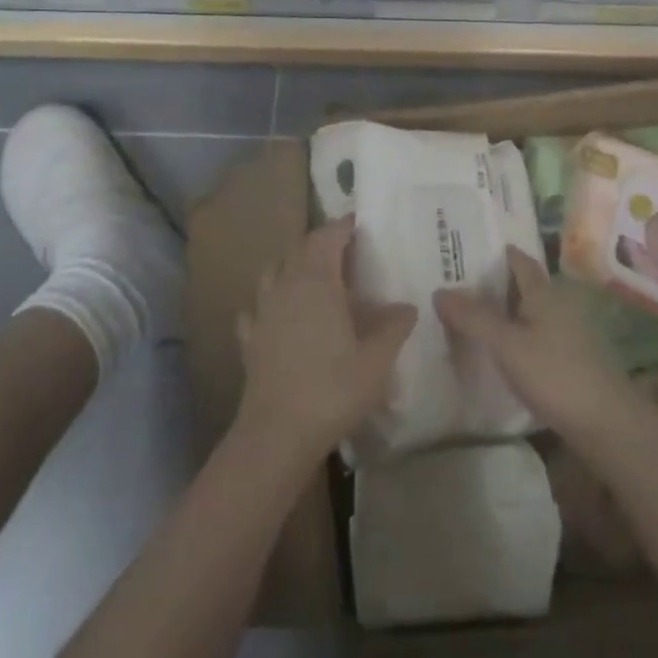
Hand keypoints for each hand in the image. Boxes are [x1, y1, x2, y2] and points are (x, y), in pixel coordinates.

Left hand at [235, 216, 417, 459]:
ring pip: (274, 272)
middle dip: (323, 243)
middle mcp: (286, 286)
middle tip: (347, 252)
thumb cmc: (333, 388)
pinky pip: (257, 309)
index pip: (328, 236)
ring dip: (293, 267)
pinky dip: (270, 304)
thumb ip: (394, 326)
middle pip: (301, 249)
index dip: (344, 225)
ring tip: (315, 280)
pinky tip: (280, 317)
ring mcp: (263, 312)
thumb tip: (407, 306)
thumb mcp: (377, 360)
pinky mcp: (250, 339)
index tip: (361, 223)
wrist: (277, 434)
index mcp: (317, 281)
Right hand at [434, 249, 641, 443]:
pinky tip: (500, 351)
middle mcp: (558, 304)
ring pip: (529, 312)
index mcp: (543, 292)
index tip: (466, 250)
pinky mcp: (571, 360)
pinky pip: (536, 336)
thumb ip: (473, 318)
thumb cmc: (555, 374)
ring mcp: (568, 333)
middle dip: (494, 283)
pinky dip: (516, 335)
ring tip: (470, 317)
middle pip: (523, 285)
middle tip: (457, 284)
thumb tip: (439, 290)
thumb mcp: (507, 345)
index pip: (518, 260)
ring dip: (505, 312)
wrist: (607, 423)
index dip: (496, 253)